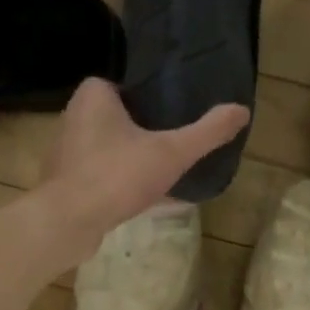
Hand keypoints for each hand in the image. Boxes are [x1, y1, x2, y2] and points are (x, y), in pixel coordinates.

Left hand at [38, 77, 249, 266]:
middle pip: (124, 118)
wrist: (68, 222)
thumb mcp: (171, 152)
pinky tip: (149, 198)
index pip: (133, 86)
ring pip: (113, 148)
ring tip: (168, 172)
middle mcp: (75, 115)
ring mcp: (67, 150)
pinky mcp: (67, 180)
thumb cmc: (117, 175)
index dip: (159, 100)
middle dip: (150, 132)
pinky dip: (124, 182)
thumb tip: (242, 110)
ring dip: (137, 159)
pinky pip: (104, 174)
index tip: (182, 116)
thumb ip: (207, 132)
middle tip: (180, 145)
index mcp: (94, 94)